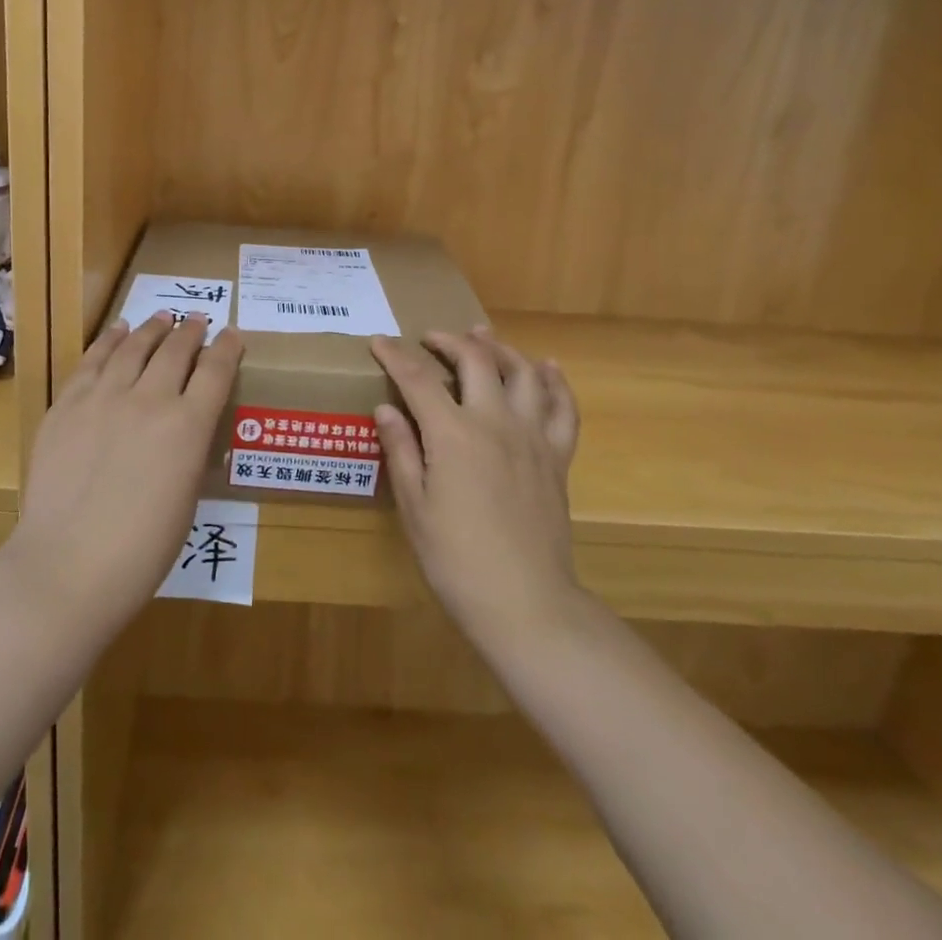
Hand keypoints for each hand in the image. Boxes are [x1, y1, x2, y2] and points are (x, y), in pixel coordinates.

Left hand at [9, 314, 242, 633]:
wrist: (67, 565)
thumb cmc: (142, 550)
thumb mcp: (187, 498)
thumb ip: (189, 452)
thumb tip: (188, 429)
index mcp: (188, 426)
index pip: (216, 371)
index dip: (227, 347)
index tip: (232, 334)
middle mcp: (150, 399)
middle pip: (176, 350)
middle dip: (191, 331)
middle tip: (197, 321)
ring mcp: (104, 397)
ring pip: (134, 347)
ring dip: (151, 328)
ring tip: (160, 316)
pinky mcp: (67, 404)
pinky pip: (92, 361)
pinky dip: (109, 341)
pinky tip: (117, 331)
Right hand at [372, 327, 581, 654]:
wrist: (526, 603)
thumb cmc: (457, 560)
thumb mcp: (415, 508)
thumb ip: (401, 451)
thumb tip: (387, 408)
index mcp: (453, 434)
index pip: (417, 378)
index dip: (394, 355)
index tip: (378, 341)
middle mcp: (495, 422)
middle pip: (475, 360)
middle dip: (449, 340)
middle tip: (431, 339)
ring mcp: (532, 436)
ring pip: (522, 372)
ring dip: (500, 348)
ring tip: (483, 338)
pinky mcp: (557, 457)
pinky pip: (563, 408)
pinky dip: (555, 382)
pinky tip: (547, 368)